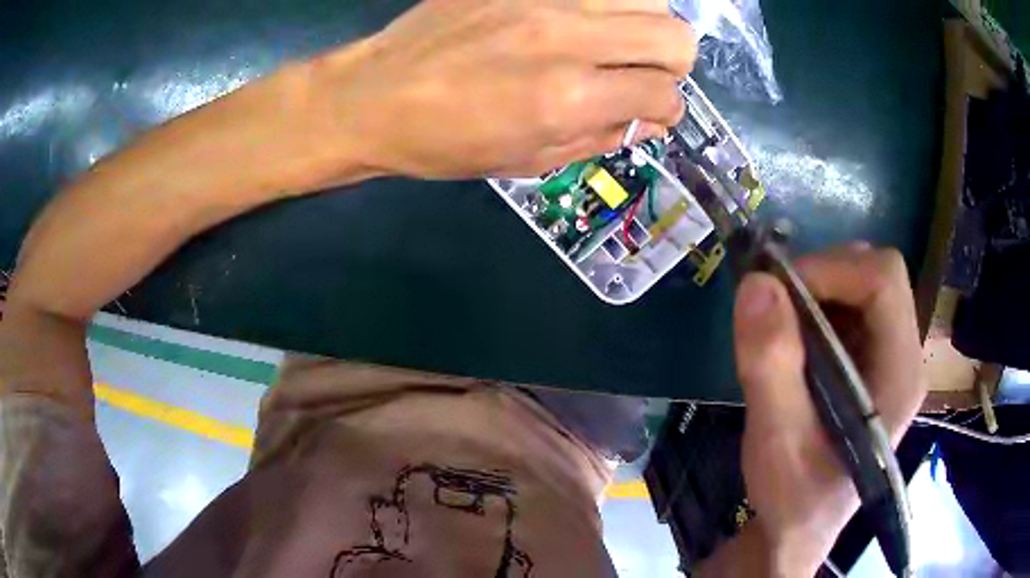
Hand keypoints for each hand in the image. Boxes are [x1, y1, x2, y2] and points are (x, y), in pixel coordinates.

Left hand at [306, 0, 695, 178]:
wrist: (373, 96)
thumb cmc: (444, 142)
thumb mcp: (527, 161)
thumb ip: (599, 138)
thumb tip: (646, 119)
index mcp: (568, 97)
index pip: (665, 95)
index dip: (666, 110)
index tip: (648, 112)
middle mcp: (566, 37)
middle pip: (674, 35)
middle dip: (672, 64)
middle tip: (641, 74)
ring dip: (642, 25)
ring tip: (612, 43)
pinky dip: (600, 6)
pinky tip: (577, 22)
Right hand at [732, 244, 926, 574]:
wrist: (798, 530)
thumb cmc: (794, 499)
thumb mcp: (776, 443)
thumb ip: (770, 367)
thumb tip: (756, 283)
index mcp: (900, 374)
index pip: (884, 280)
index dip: (831, 269)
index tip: (778, 293)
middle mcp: (905, 355)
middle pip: (877, 273)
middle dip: (822, 276)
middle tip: (775, 307)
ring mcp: (890, 356)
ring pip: (862, 284)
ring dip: (816, 291)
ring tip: (779, 329)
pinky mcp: (871, 361)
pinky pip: (849, 307)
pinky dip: (815, 307)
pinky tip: (792, 342)